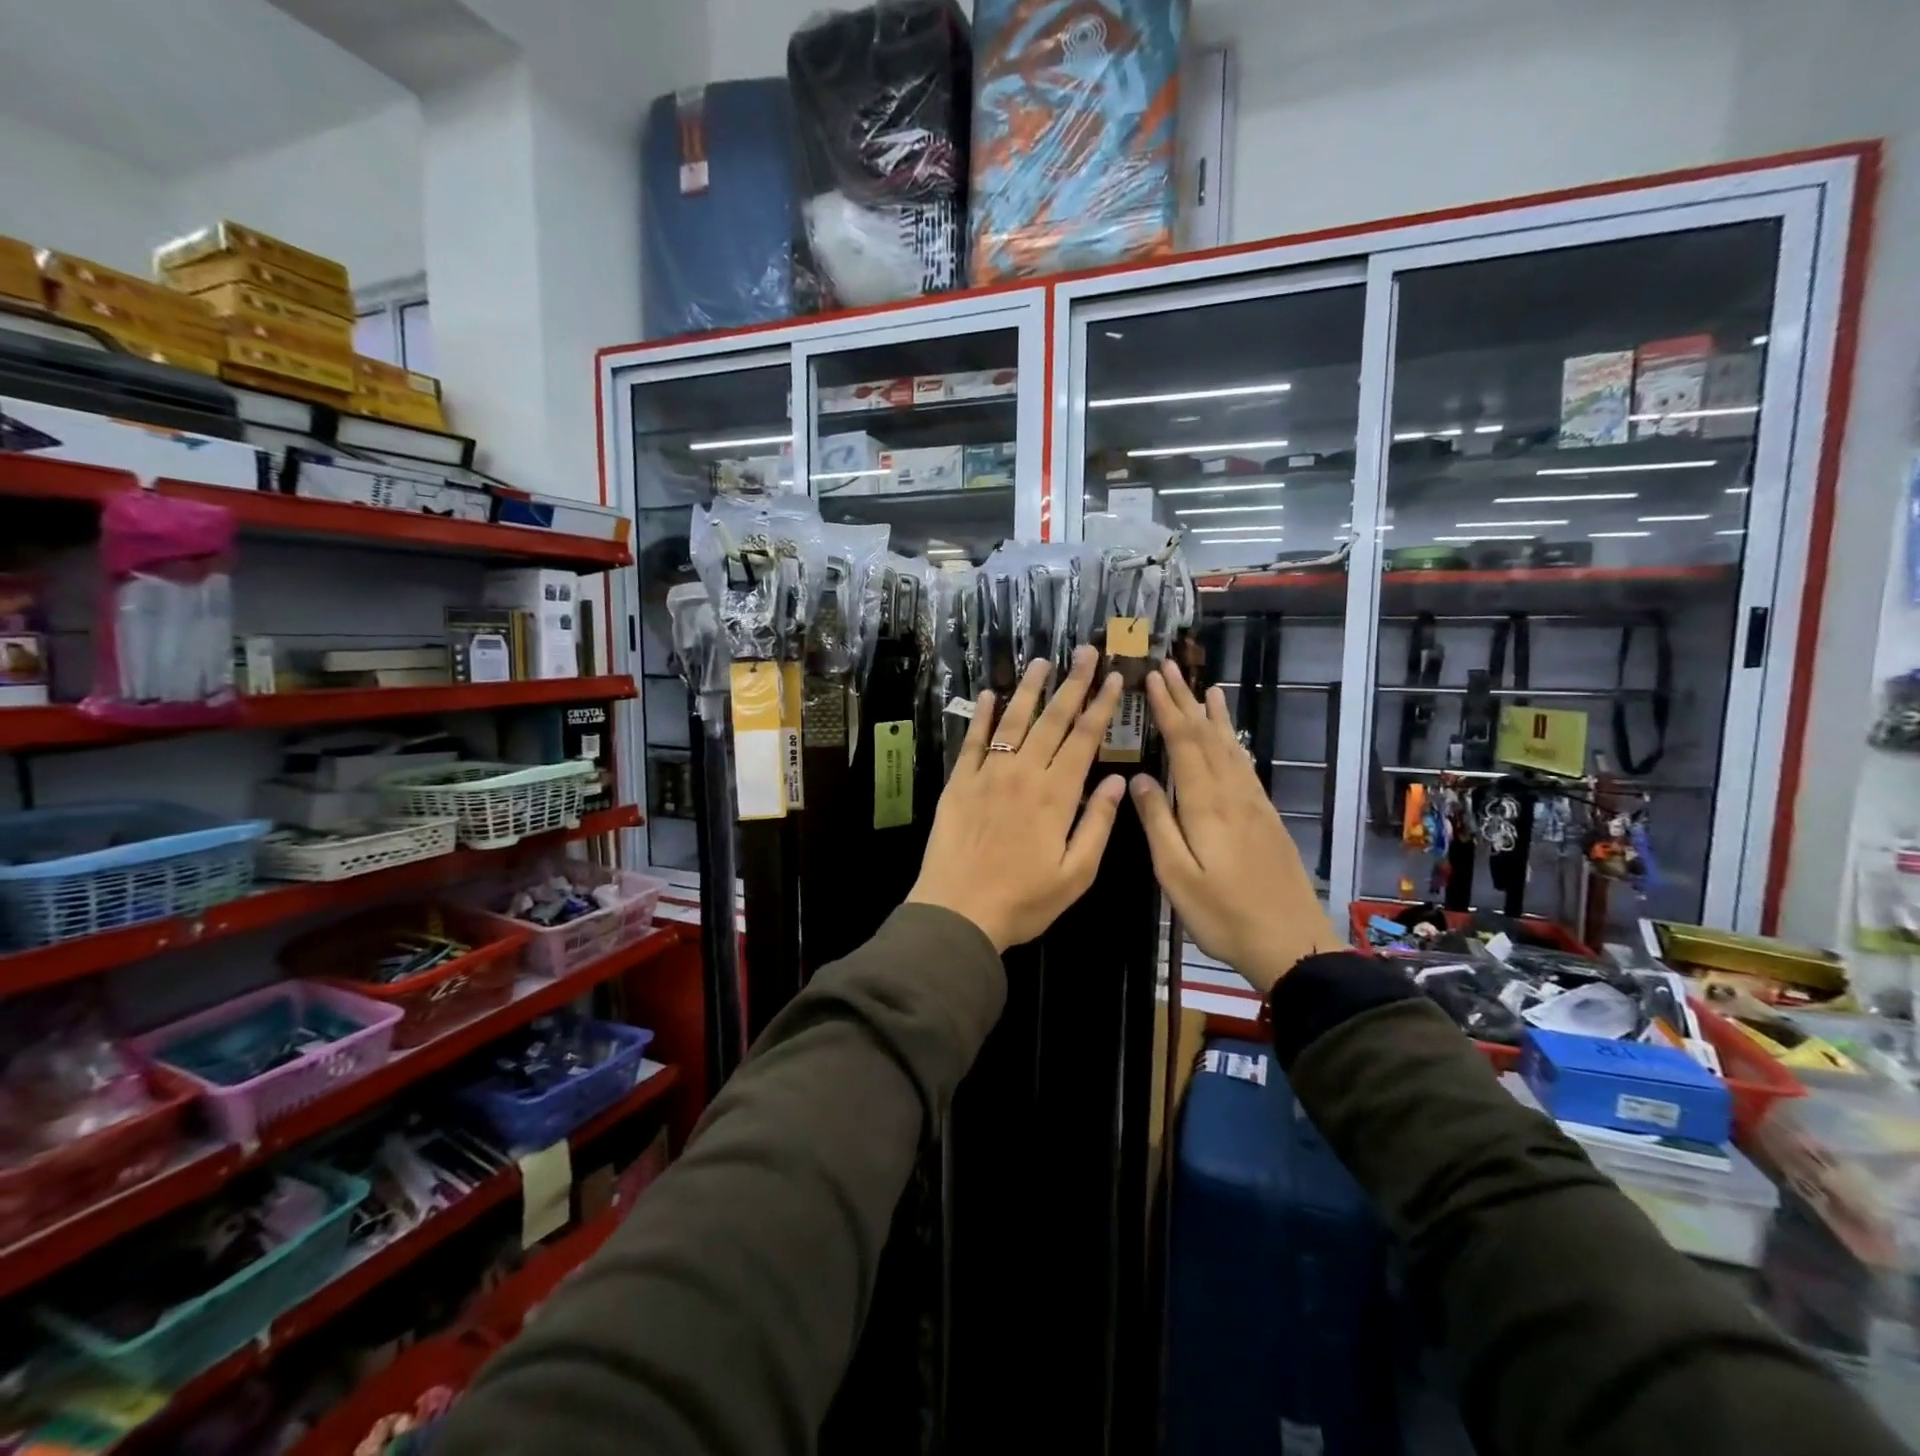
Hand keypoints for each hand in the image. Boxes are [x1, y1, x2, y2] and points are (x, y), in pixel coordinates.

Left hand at [907, 646, 1126, 951]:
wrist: (958, 912)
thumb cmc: (1024, 900)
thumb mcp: (1076, 874)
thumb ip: (1098, 824)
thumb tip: (1120, 782)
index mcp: (1056, 795)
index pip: (1084, 739)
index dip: (1102, 706)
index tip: (1115, 678)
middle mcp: (1023, 774)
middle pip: (1052, 719)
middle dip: (1073, 684)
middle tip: (1086, 652)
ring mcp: (988, 774)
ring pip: (1013, 722)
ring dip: (1029, 689)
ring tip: (1042, 661)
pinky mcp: (959, 783)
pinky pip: (973, 741)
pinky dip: (982, 716)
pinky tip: (989, 694)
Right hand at [1129, 661, 1341, 994]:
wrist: (1292, 943)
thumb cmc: (1224, 915)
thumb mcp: (1177, 876)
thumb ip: (1158, 824)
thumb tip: (1139, 778)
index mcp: (1207, 805)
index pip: (1184, 743)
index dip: (1168, 708)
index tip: (1151, 677)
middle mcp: (1233, 794)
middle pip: (1208, 737)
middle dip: (1186, 701)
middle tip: (1170, 668)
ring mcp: (1254, 805)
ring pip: (1231, 748)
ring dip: (1215, 717)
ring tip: (1207, 689)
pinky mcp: (1266, 818)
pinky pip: (1246, 767)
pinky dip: (1235, 743)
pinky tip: (1233, 740)